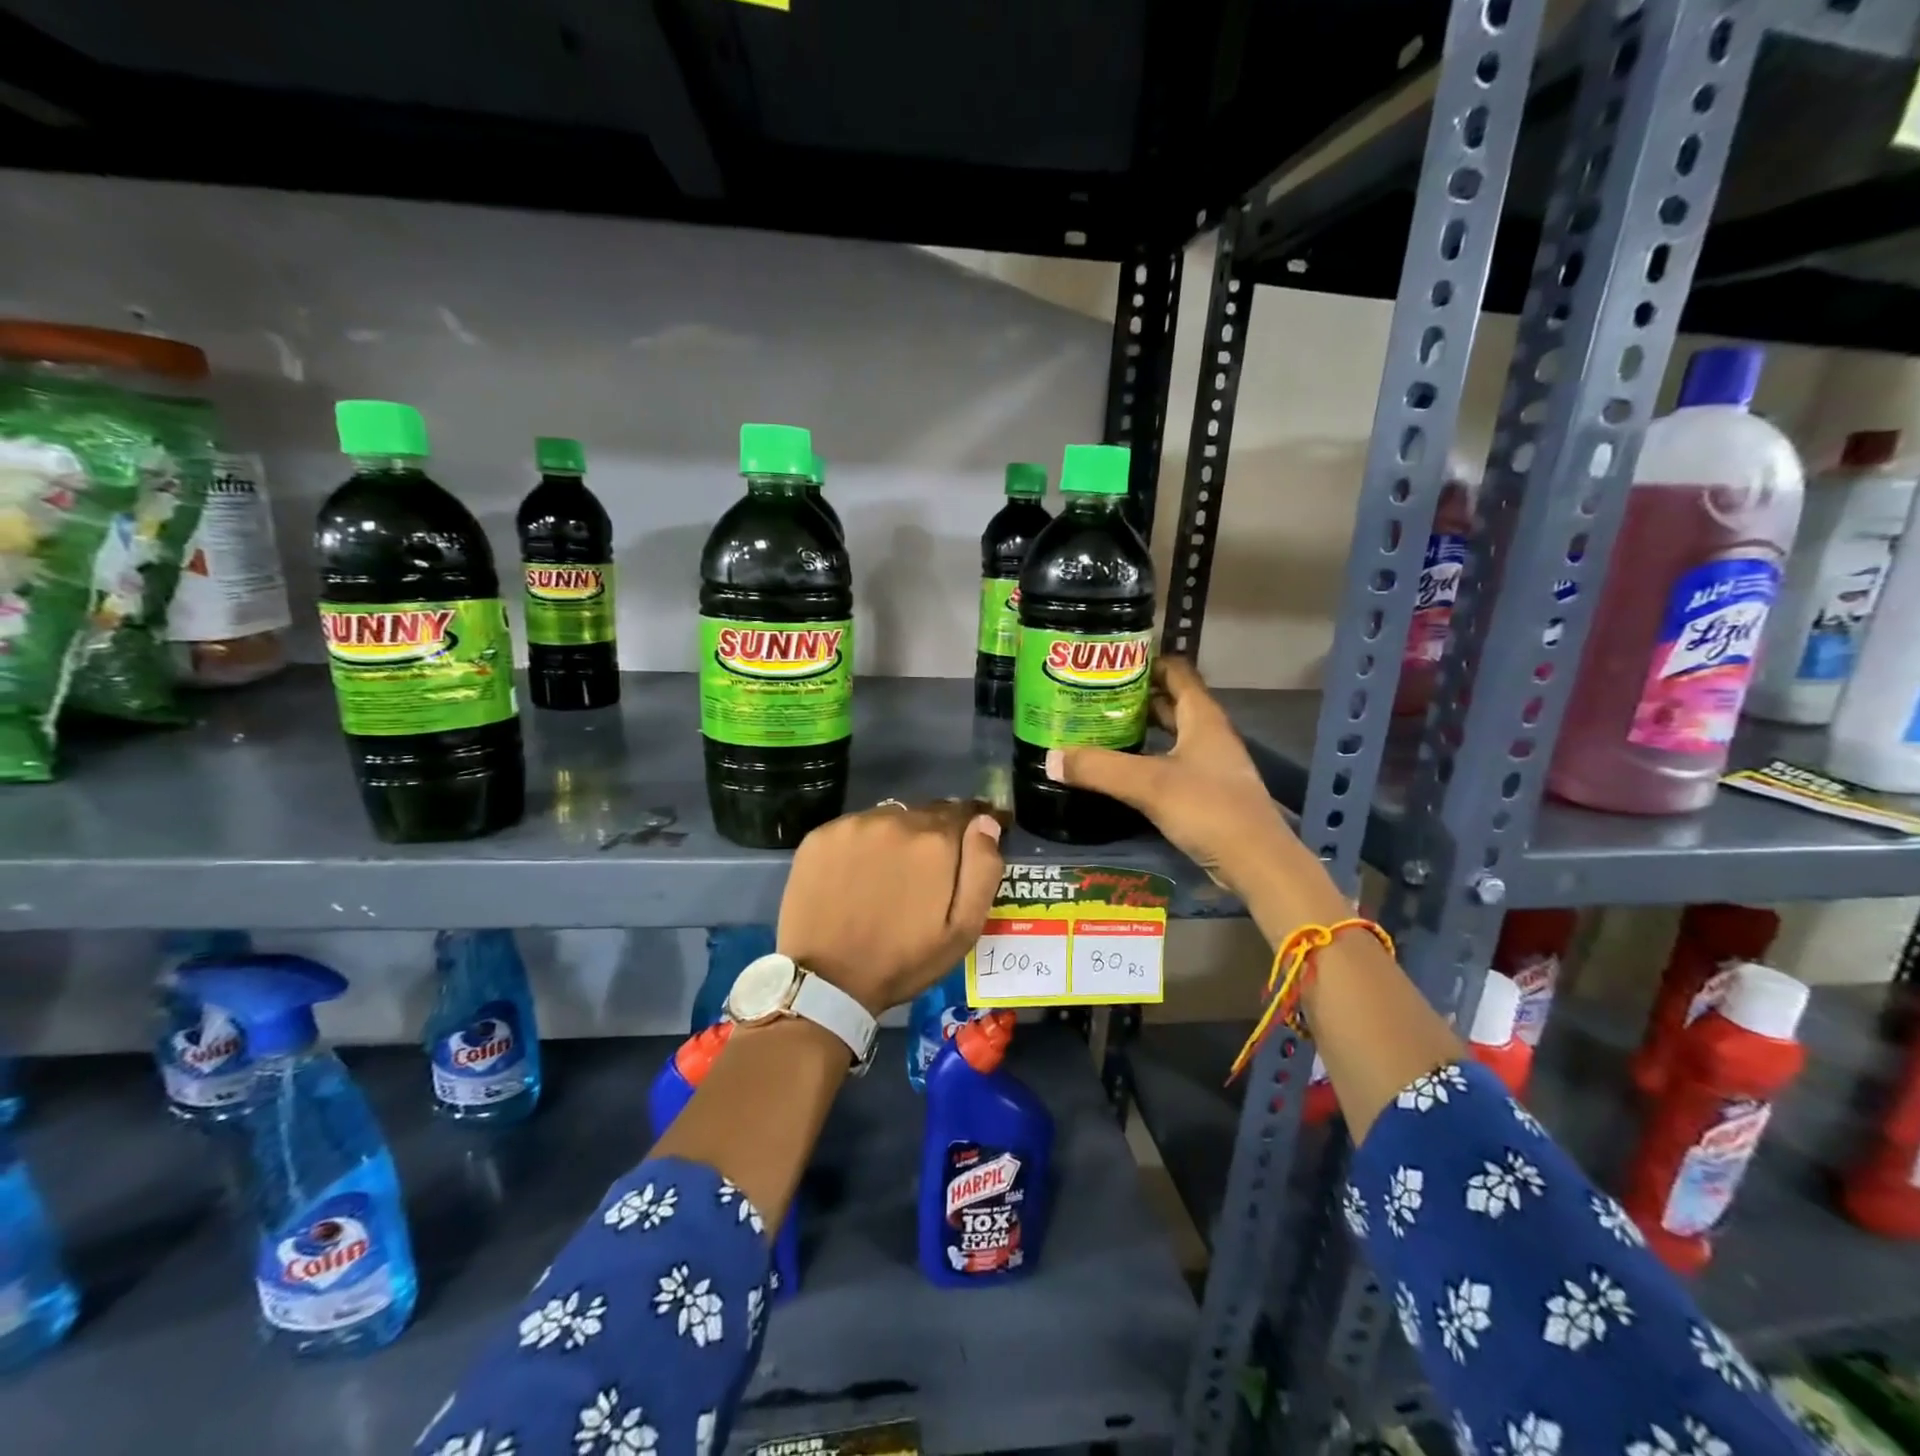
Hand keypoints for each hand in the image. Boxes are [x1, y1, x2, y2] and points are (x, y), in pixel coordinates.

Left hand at [777, 799, 1004, 1016]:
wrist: (826, 981)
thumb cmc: (903, 960)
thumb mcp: (963, 929)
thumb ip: (982, 870)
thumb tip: (986, 822)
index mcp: (935, 842)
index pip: (966, 812)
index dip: (973, 824)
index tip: (971, 841)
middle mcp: (896, 820)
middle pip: (927, 813)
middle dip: (934, 834)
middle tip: (927, 869)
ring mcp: (854, 825)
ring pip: (890, 818)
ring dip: (898, 836)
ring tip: (891, 872)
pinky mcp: (821, 835)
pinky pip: (854, 828)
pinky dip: (863, 843)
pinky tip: (856, 873)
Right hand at [1045, 657, 1295, 897]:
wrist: (1256, 862)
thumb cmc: (1207, 808)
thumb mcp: (1148, 784)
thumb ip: (1099, 768)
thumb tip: (1051, 757)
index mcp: (1202, 717)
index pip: (1176, 672)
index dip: (1146, 662)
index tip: (1108, 663)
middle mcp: (1208, 734)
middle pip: (1170, 703)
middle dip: (1134, 699)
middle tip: (1092, 698)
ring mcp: (1210, 765)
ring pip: (1170, 736)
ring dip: (1140, 731)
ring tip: (1099, 730)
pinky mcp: (1206, 792)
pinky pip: (1171, 764)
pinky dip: (1147, 760)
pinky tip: (1122, 771)